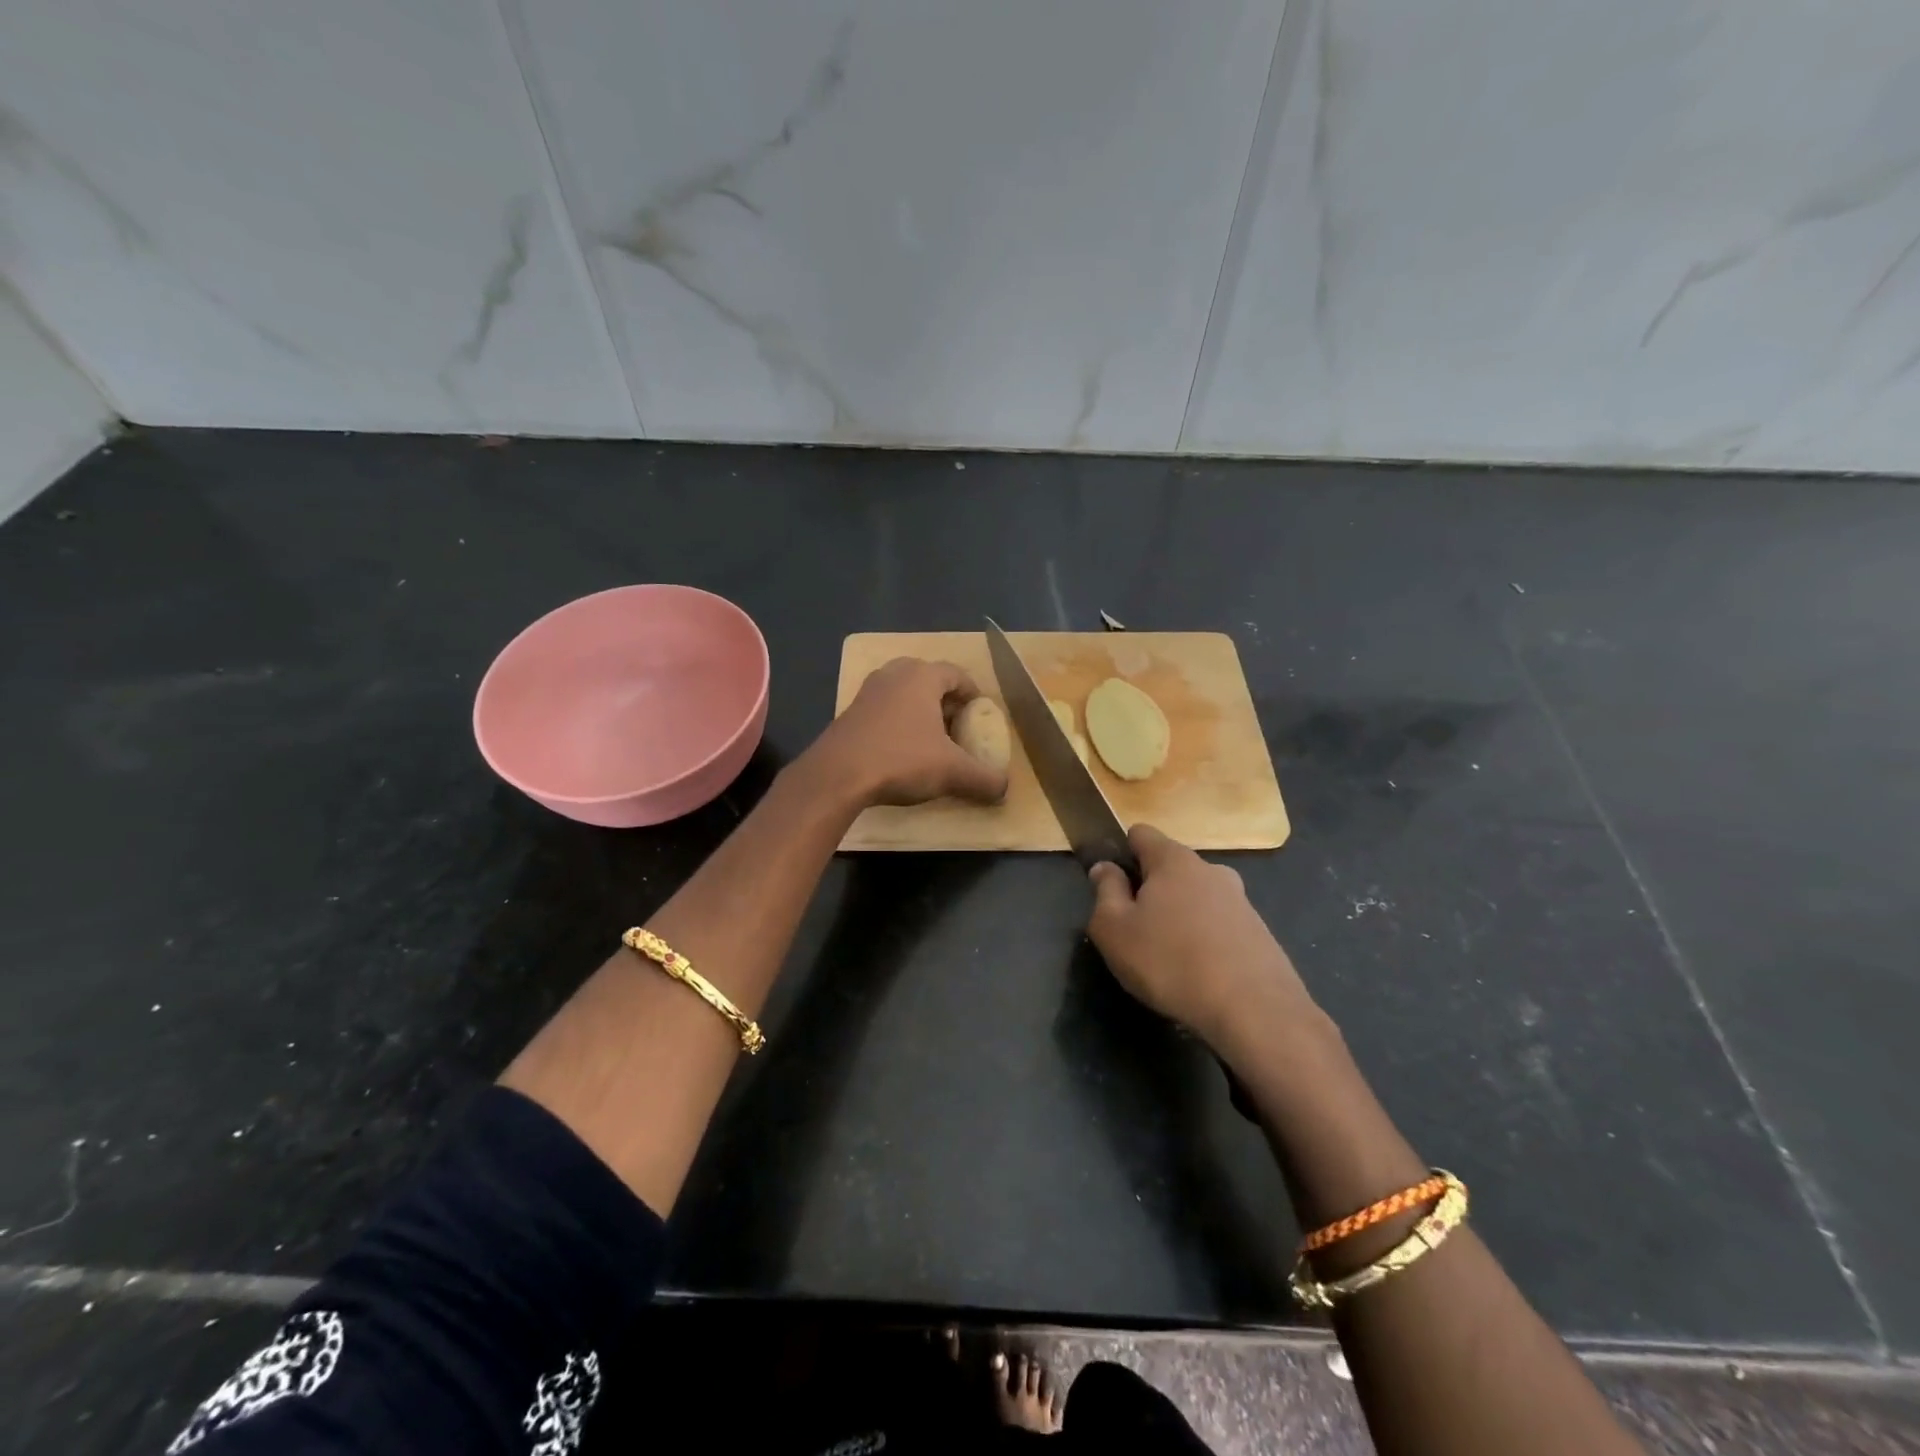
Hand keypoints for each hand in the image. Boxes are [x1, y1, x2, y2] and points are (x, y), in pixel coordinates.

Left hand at [809, 657, 1009, 807]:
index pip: (956, 673)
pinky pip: (883, 710)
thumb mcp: (952, 772)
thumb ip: (983, 779)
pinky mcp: (849, 713)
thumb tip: (1004, 789)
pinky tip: (901, 750)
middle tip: (958, 725)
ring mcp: (867, 691)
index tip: (981, 714)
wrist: (837, 775)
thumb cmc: (901, 760)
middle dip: (946, 700)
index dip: (973, 693)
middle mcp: (894, 674)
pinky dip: (897, 722)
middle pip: (928, 678)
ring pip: (902, 693)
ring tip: (931, 739)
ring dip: (919, 711)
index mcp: (922, 676)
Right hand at [1087, 824, 1315, 1052]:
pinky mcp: (1259, 933)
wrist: (1254, 1010)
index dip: (1121, 852)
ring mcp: (1240, 900)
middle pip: (1170, 867)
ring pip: (1196, 898)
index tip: (1111, 886)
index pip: (1141, 833)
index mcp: (1173, 859)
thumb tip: (1105, 868)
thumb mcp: (1114, 929)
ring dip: (1178, 917)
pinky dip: (1204, 941)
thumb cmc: (1170, 961)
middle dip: (1150, 890)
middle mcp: (1210, 870)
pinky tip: (1198, 974)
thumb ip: (1105, 892)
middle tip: (1135, 930)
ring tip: (1167, 959)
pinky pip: (1219, 926)